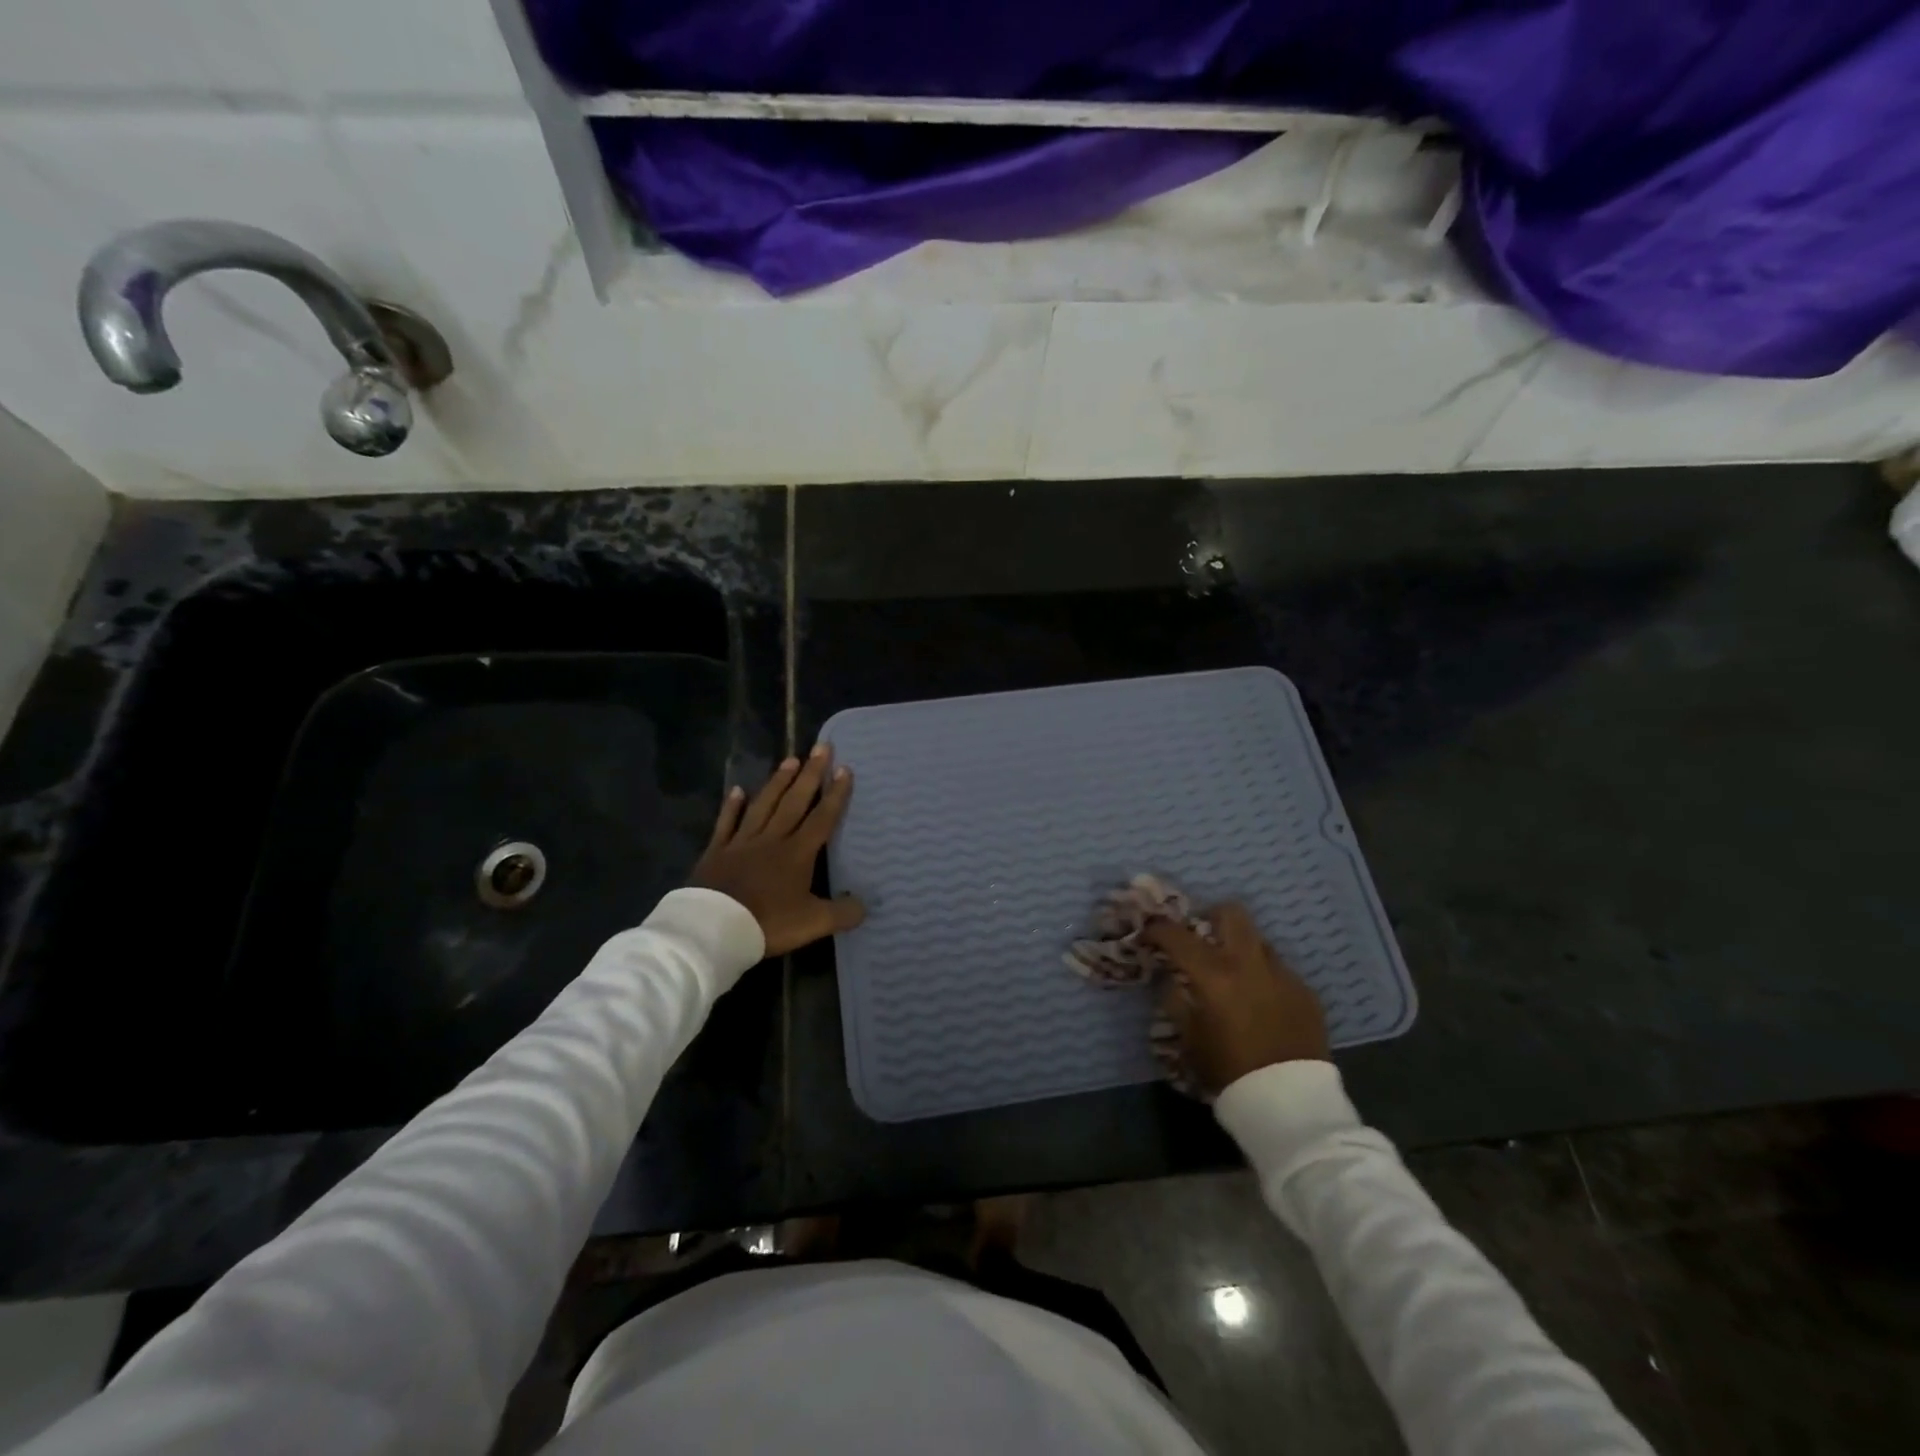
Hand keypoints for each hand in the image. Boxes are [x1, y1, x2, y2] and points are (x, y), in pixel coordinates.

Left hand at [689, 745, 865, 956]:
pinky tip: (737, 790)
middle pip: (794, 801)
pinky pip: (726, 823)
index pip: (821, 818)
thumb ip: (842, 913)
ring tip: (789, 760)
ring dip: (778, 782)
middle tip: (820, 747)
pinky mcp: (717, 851)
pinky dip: (732, 806)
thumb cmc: (768, 923)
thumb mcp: (813, 923)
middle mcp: (772, 839)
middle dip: (810, 774)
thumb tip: (866, 905)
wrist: (714, 928)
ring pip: (764, 805)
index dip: (835, 794)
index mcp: (797, 853)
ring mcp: (742, 842)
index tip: (844, 769)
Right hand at [1143, 903, 1329, 1094]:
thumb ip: (1176, 1001)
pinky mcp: (1306, 992)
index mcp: (1215, 975)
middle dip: (1211, 916)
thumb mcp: (1189, 1039)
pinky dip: (1263, 977)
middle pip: (1231, 913)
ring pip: (1258, 941)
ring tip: (1234, 975)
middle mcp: (1250, 964)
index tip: (1148, 934)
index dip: (1157, 930)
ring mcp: (1283, 975)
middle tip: (1201, 936)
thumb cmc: (1230, 1071)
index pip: (1177, 935)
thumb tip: (1170, 978)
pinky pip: (1279, 970)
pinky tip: (1261, 1003)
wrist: (1291, 1104)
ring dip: (1240, 949)